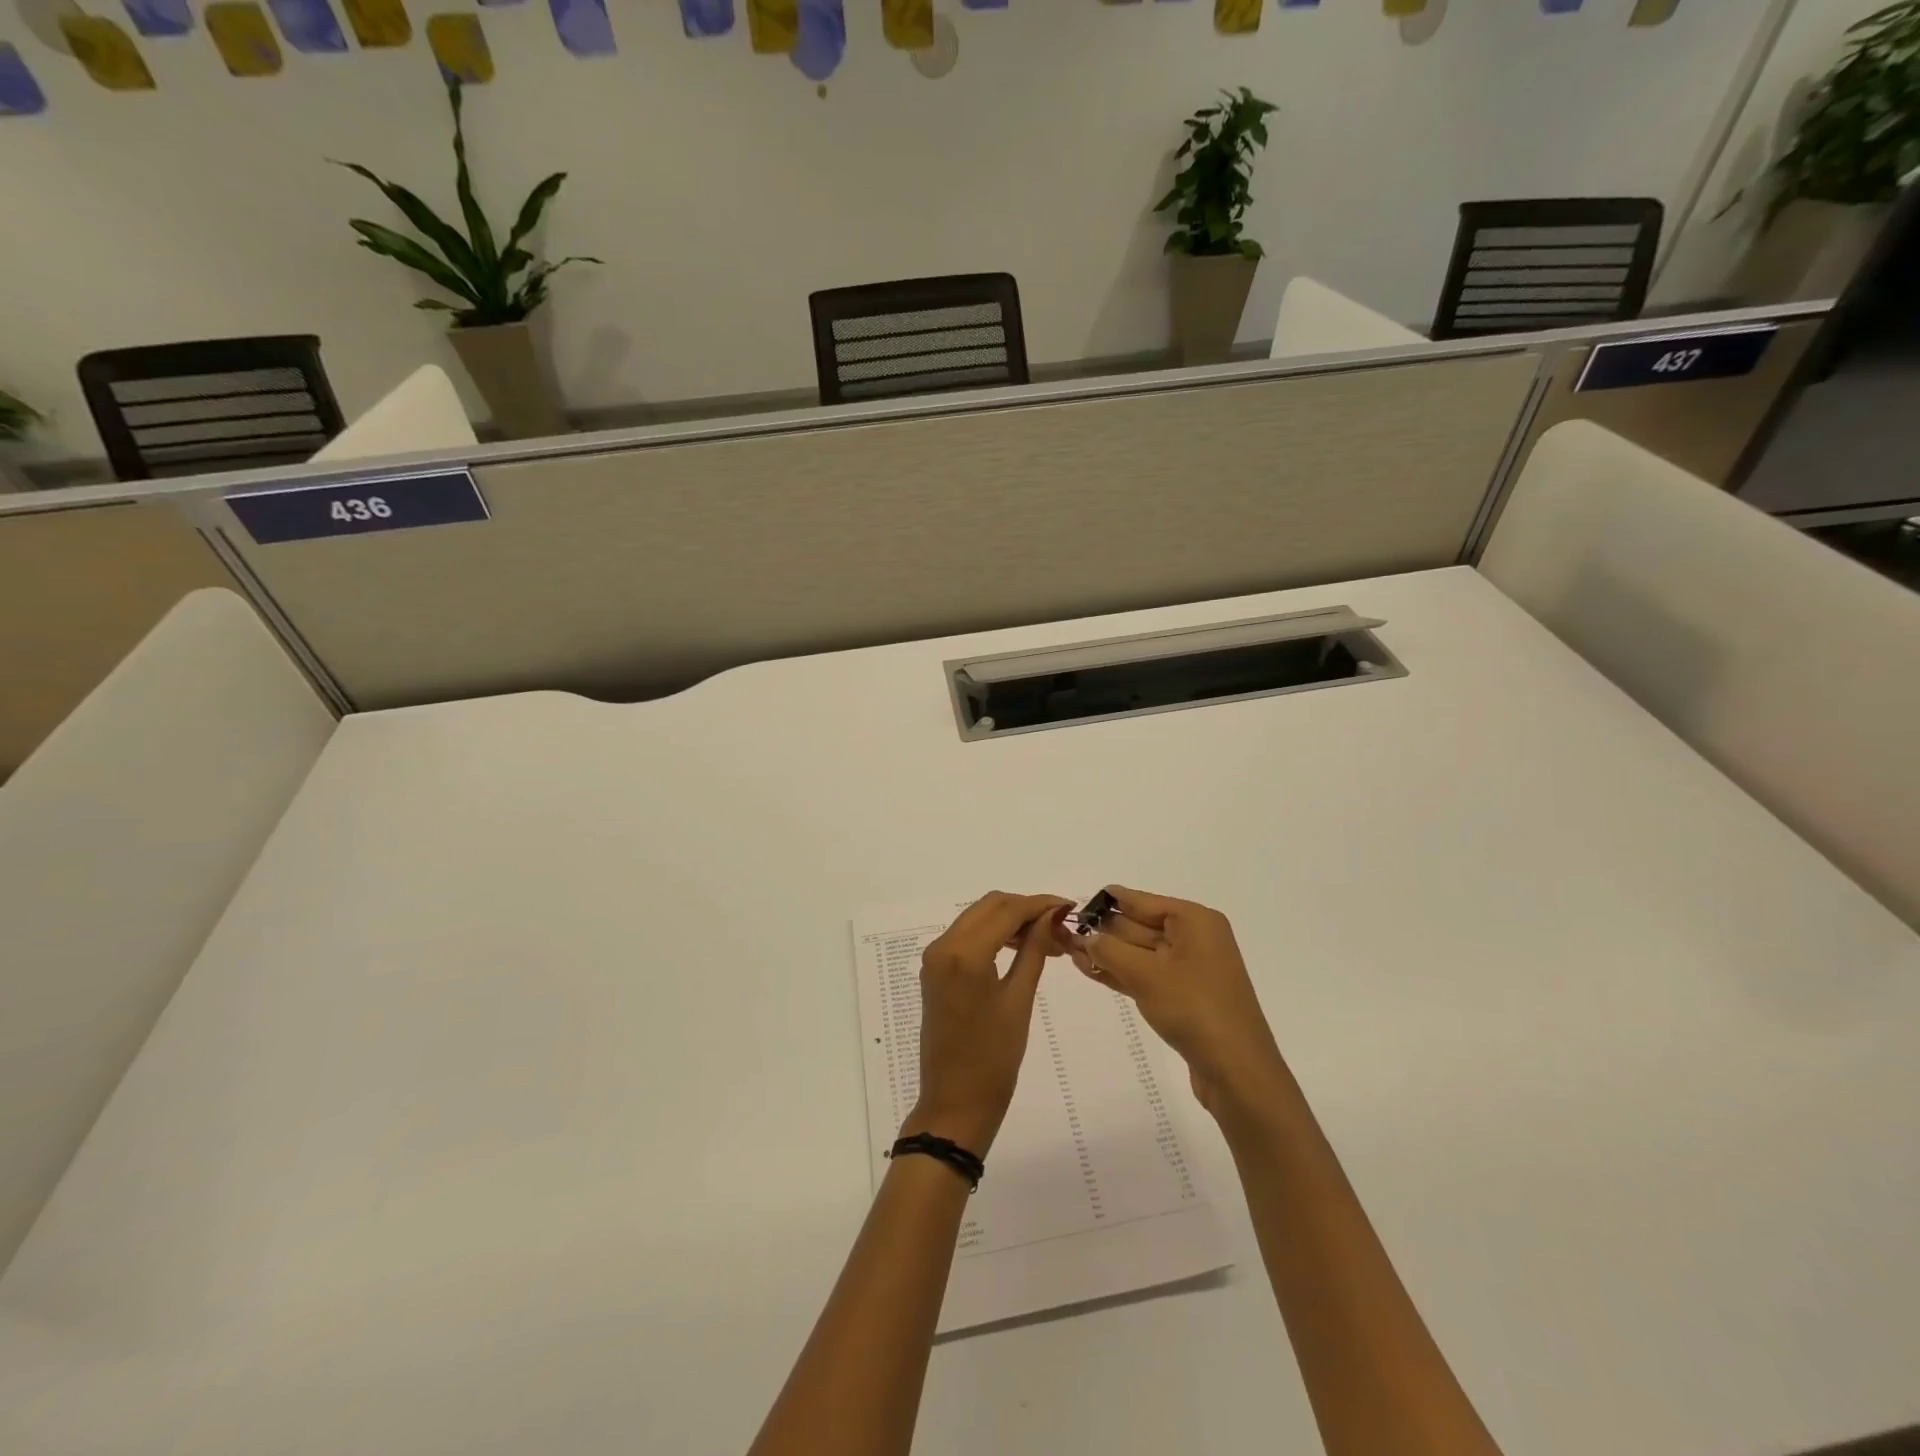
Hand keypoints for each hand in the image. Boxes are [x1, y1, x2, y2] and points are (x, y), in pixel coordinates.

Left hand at [903, 892, 1070, 1155]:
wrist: (955, 1102)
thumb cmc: (993, 1058)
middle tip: (1060, 925)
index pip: (1006, 910)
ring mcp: (935, 957)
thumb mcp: (1019, 1000)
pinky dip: (994, 934)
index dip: (1040, 904)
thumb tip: (1052, 915)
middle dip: (1026, 908)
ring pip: (978, 917)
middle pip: (990, 906)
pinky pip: (967, 936)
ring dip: (1011, 920)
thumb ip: (1035, 950)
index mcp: (964, 954)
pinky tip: (1020, 948)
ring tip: (1048, 940)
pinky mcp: (935, 969)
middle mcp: (943, 946)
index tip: (1069, 906)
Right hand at [1064, 886, 1288, 1117]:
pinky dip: (1120, 972)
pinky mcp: (1185, 998)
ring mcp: (1191, 970)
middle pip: (1140, 926)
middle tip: (1065, 931)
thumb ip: (1110, 951)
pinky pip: (1146, 975)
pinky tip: (1091, 970)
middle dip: (1104, 930)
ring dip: (1107, 953)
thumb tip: (1086, 937)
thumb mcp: (1146, 974)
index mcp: (1195, 921)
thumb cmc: (1194, 1009)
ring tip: (1068, 950)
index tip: (1076, 902)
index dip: (1108, 901)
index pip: (1142, 902)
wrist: (1237, 1072)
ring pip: (1141, 953)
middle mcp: (1195, 939)